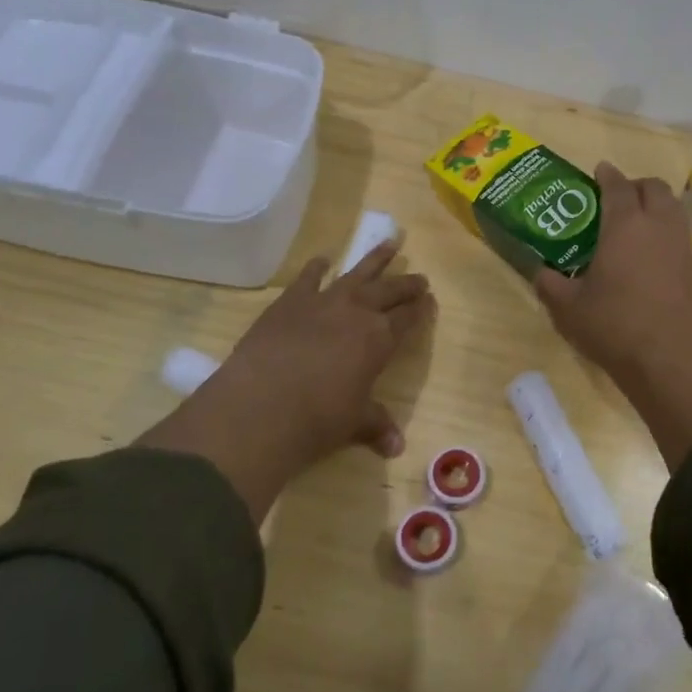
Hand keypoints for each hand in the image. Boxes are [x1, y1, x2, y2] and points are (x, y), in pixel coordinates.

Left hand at [140, 242, 434, 520]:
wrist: (261, 405)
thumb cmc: (318, 418)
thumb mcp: (354, 423)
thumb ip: (376, 426)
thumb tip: (397, 448)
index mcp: (380, 339)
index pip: (408, 318)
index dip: (421, 309)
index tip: (430, 300)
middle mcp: (357, 312)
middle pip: (389, 291)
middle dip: (406, 284)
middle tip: (420, 278)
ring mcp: (323, 302)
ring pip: (357, 273)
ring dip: (375, 259)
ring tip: (390, 243)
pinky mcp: (289, 302)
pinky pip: (308, 278)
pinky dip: (317, 268)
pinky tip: (323, 259)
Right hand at [534, 162, 691, 391]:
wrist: (666, 360)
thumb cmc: (613, 326)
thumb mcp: (568, 307)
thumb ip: (549, 283)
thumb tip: (540, 272)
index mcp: (625, 226)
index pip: (617, 186)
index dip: (606, 175)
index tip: (598, 172)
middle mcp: (657, 226)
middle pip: (653, 188)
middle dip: (634, 185)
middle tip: (614, 200)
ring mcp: (680, 245)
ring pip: (672, 207)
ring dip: (653, 204)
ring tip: (631, 223)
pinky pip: (678, 232)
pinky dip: (664, 228)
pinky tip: (647, 253)